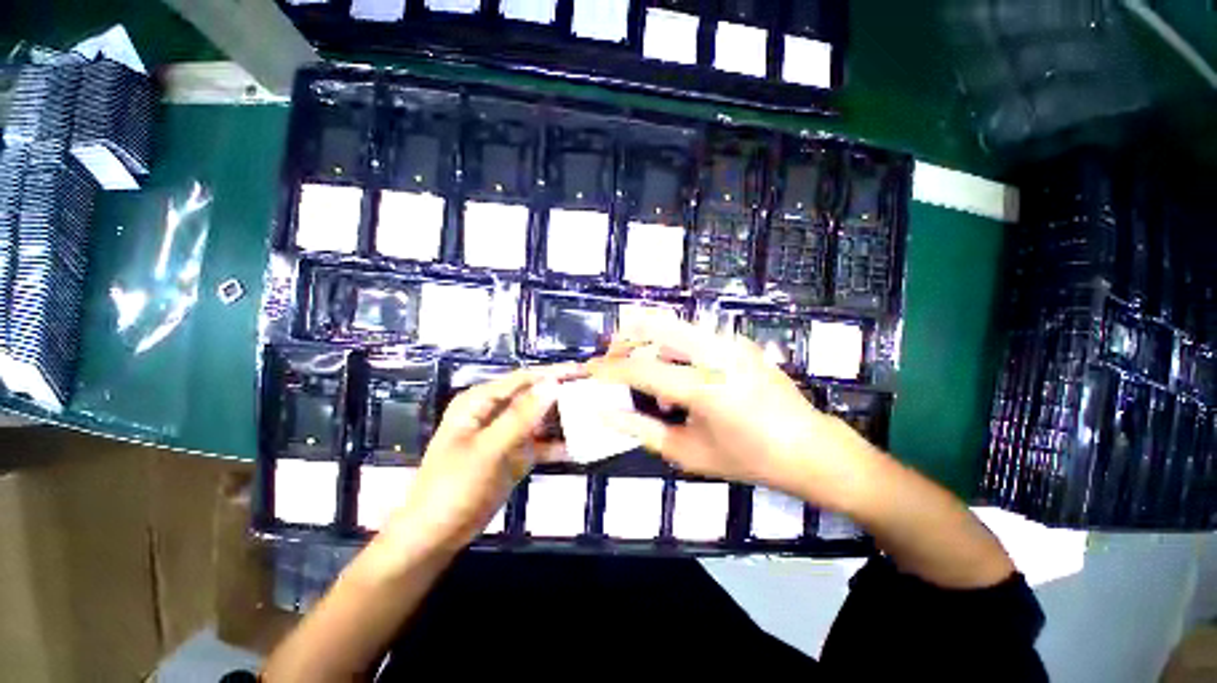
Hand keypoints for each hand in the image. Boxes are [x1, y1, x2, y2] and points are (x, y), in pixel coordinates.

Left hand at [382, 365, 578, 553]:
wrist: (436, 536)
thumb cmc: (453, 487)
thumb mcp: (487, 450)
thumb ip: (520, 417)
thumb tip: (552, 385)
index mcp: (481, 402)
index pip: (524, 379)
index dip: (555, 373)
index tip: (585, 371)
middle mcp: (496, 412)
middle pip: (536, 396)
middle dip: (564, 394)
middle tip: (596, 392)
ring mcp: (507, 434)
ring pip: (542, 419)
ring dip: (564, 418)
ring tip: (595, 413)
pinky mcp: (516, 454)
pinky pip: (542, 443)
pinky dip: (558, 444)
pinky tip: (581, 445)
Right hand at [587, 316, 879, 512]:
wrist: (809, 447)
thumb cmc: (747, 459)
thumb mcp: (688, 452)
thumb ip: (641, 428)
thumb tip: (604, 411)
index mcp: (705, 387)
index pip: (641, 369)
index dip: (609, 369)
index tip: (589, 371)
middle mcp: (717, 353)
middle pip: (655, 325)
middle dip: (625, 339)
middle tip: (612, 361)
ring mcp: (730, 342)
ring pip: (672, 325)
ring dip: (648, 343)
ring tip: (643, 374)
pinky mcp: (738, 341)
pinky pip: (692, 336)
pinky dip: (672, 349)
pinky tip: (677, 381)